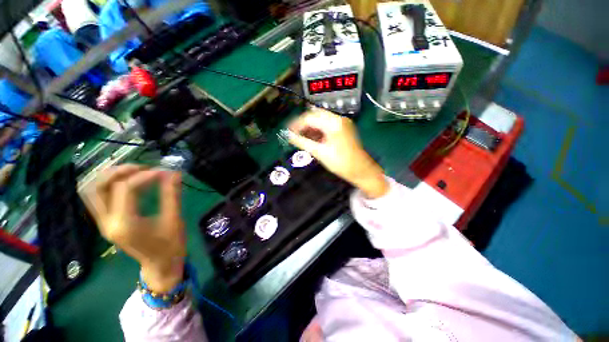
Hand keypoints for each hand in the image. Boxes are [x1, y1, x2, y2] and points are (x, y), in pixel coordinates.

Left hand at [81, 164, 184, 292]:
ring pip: (93, 192)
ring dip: (110, 177)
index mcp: (125, 224)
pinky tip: (130, 183)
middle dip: (119, 172)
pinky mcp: (107, 223)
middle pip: (98, 187)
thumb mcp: (174, 219)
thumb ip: (172, 195)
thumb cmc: (170, 245)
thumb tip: (174, 173)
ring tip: (134, 172)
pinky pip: (98, 198)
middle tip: (143, 168)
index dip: (145, 175)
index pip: (125, 189)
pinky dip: (110, 185)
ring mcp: (103, 224)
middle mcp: (107, 223)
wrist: (160, 265)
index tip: (164, 171)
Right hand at [288, 109, 388, 198]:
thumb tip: (288, 136)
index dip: (297, 124)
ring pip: (321, 119)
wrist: (361, 170)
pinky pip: (327, 125)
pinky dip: (318, 130)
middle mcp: (339, 119)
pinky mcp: (343, 128)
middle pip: (316, 115)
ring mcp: (342, 123)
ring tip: (301, 136)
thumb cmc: (341, 163)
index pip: (310, 117)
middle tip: (294, 133)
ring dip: (310, 126)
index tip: (288, 131)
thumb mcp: (320, 153)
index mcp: (334, 123)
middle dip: (303, 123)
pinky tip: (312, 137)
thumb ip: (303, 142)